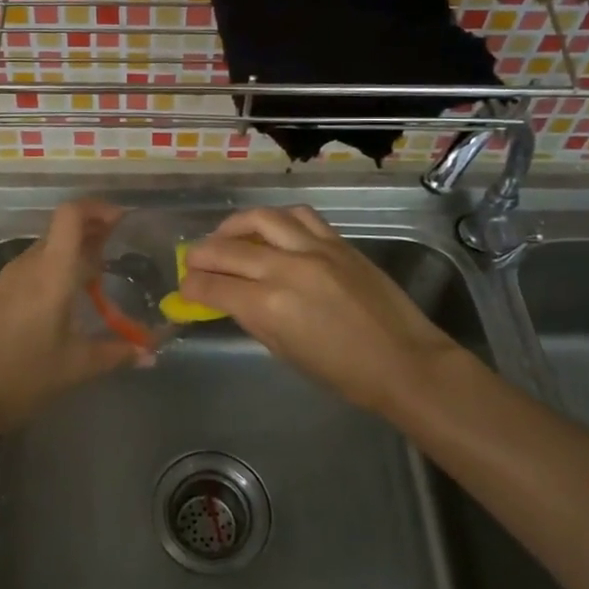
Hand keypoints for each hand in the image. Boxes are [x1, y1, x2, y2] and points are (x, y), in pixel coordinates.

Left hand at [0, 199, 140, 431]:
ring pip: (47, 247)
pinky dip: (55, 267)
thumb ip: (118, 353)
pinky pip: (33, 265)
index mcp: (51, 272)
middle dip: (92, 230)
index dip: (97, 208)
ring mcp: (9, 277)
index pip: (71, 215)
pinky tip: (66, 296)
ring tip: (98, 274)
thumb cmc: (23, 376)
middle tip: (120, 245)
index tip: (122, 219)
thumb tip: (152, 353)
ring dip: (73, 250)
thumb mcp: (77, 366)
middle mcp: (29, 264)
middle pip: (61, 229)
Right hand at [182, 205, 469, 414]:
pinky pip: (299, 216)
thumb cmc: (343, 373)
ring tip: (225, 235)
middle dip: (201, 254)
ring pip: (261, 219)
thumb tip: (227, 298)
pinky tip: (270, 229)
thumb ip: (252, 318)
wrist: (404, 361)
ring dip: (234, 225)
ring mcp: (314, 249)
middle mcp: (286, 269)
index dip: (191, 286)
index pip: (213, 287)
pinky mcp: (337, 241)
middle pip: (227, 249)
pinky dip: (277, 219)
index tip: (184, 287)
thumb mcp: (285, 351)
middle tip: (192, 260)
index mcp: (269, 306)